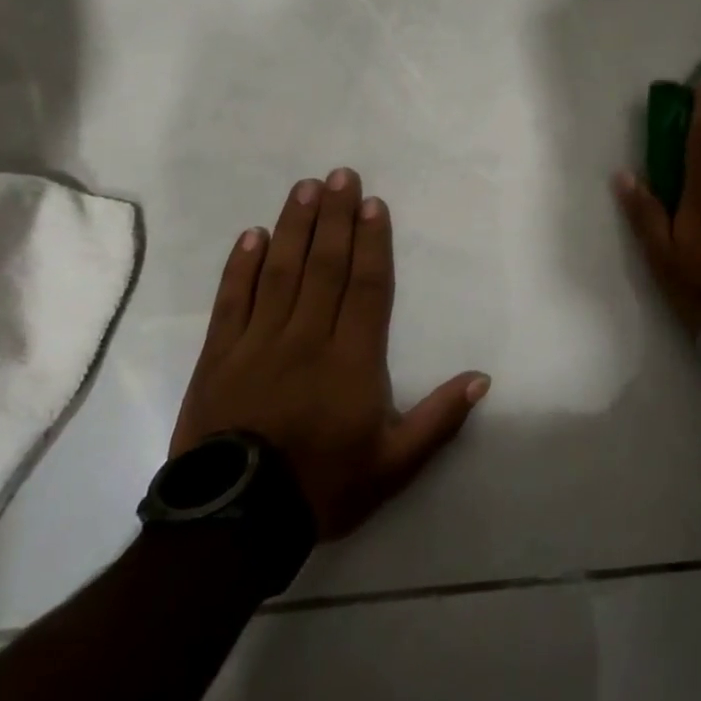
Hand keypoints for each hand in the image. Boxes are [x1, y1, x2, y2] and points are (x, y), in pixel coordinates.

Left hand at [171, 169, 490, 538]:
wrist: (233, 526)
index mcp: (352, 359)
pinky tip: (252, 236)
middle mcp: (307, 338)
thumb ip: (439, 419)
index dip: (372, 242)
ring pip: (280, 272)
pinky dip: (241, 266)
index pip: (366, 286)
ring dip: (294, 227)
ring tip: (305, 188)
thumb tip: (482, 378)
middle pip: (325, 266)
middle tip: (341, 175)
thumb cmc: (322, 487)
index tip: (373, 204)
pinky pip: (232, 301)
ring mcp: (258, 344)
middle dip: (335, 217)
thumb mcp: (394, 464)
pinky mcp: (219, 357)